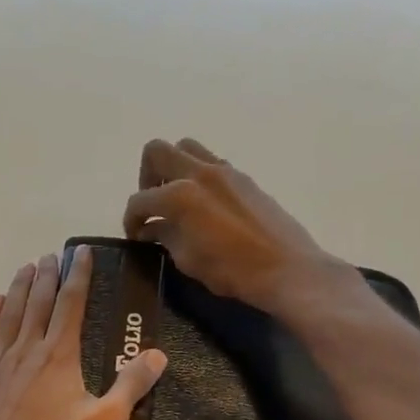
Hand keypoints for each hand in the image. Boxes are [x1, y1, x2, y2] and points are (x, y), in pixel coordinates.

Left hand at [0, 249, 167, 419]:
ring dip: (19, 288)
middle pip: (38, 302)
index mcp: (59, 354)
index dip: (78, 275)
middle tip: (51, 255)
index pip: (71, 303)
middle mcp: (27, 348)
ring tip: (25, 267)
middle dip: (47, 276)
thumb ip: (131, 386)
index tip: (81, 253)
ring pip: (10, 313)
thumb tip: (158, 354)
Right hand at [122, 139, 359, 316]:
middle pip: (157, 152)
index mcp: (180, 195)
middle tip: (153, 204)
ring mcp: (225, 171)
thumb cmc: (232, 271)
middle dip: (146, 177)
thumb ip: (165, 236)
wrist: (288, 269)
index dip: (131, 219)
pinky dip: (198, 175)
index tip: (135, 235)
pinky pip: (211, 162)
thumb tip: (152, 228)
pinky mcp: (244, 178)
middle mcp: (199, 173)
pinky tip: (203, 204)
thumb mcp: (188, 259)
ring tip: (176, 198)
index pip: (140, 200)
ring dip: (173, 168)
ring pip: (186, 148)